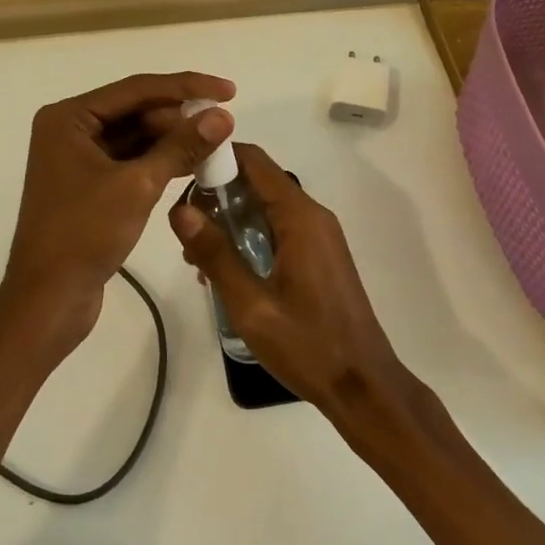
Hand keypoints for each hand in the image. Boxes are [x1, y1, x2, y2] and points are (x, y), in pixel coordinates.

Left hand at [0, 72, 235, 364]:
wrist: (48, 300)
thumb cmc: (84, 234)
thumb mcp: (138, 185)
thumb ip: (181, 147)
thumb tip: (223, 116)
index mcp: (69, 118)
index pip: (137, 88)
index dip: (186, 87)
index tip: (229, 90)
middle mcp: (70, 130)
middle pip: (136, 111)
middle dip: (179, 117)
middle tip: (224, 125)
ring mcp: (78, 159)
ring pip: (135, 137)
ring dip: (173, 140)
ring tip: (216, 144)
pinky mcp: (89, 185)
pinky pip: (130, 161)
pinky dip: (160, 162)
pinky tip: (193, 166)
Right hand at [168, 143, 405, 416]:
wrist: (364, 386)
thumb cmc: (308, 345)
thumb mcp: (251, 305)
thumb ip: (215, 254)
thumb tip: (180, 209)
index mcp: (300, 217)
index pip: (253, 161)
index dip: (216, 157)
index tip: (181, 174)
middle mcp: (312, 216)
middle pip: (257, 182)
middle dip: (217, 196)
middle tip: (185, 232)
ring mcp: (319, 236)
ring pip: (266, 208)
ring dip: (230, 222)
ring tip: (199, 260)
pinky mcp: (319, 256)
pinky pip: (278, 230)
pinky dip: (250, 238)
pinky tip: (228, 274)